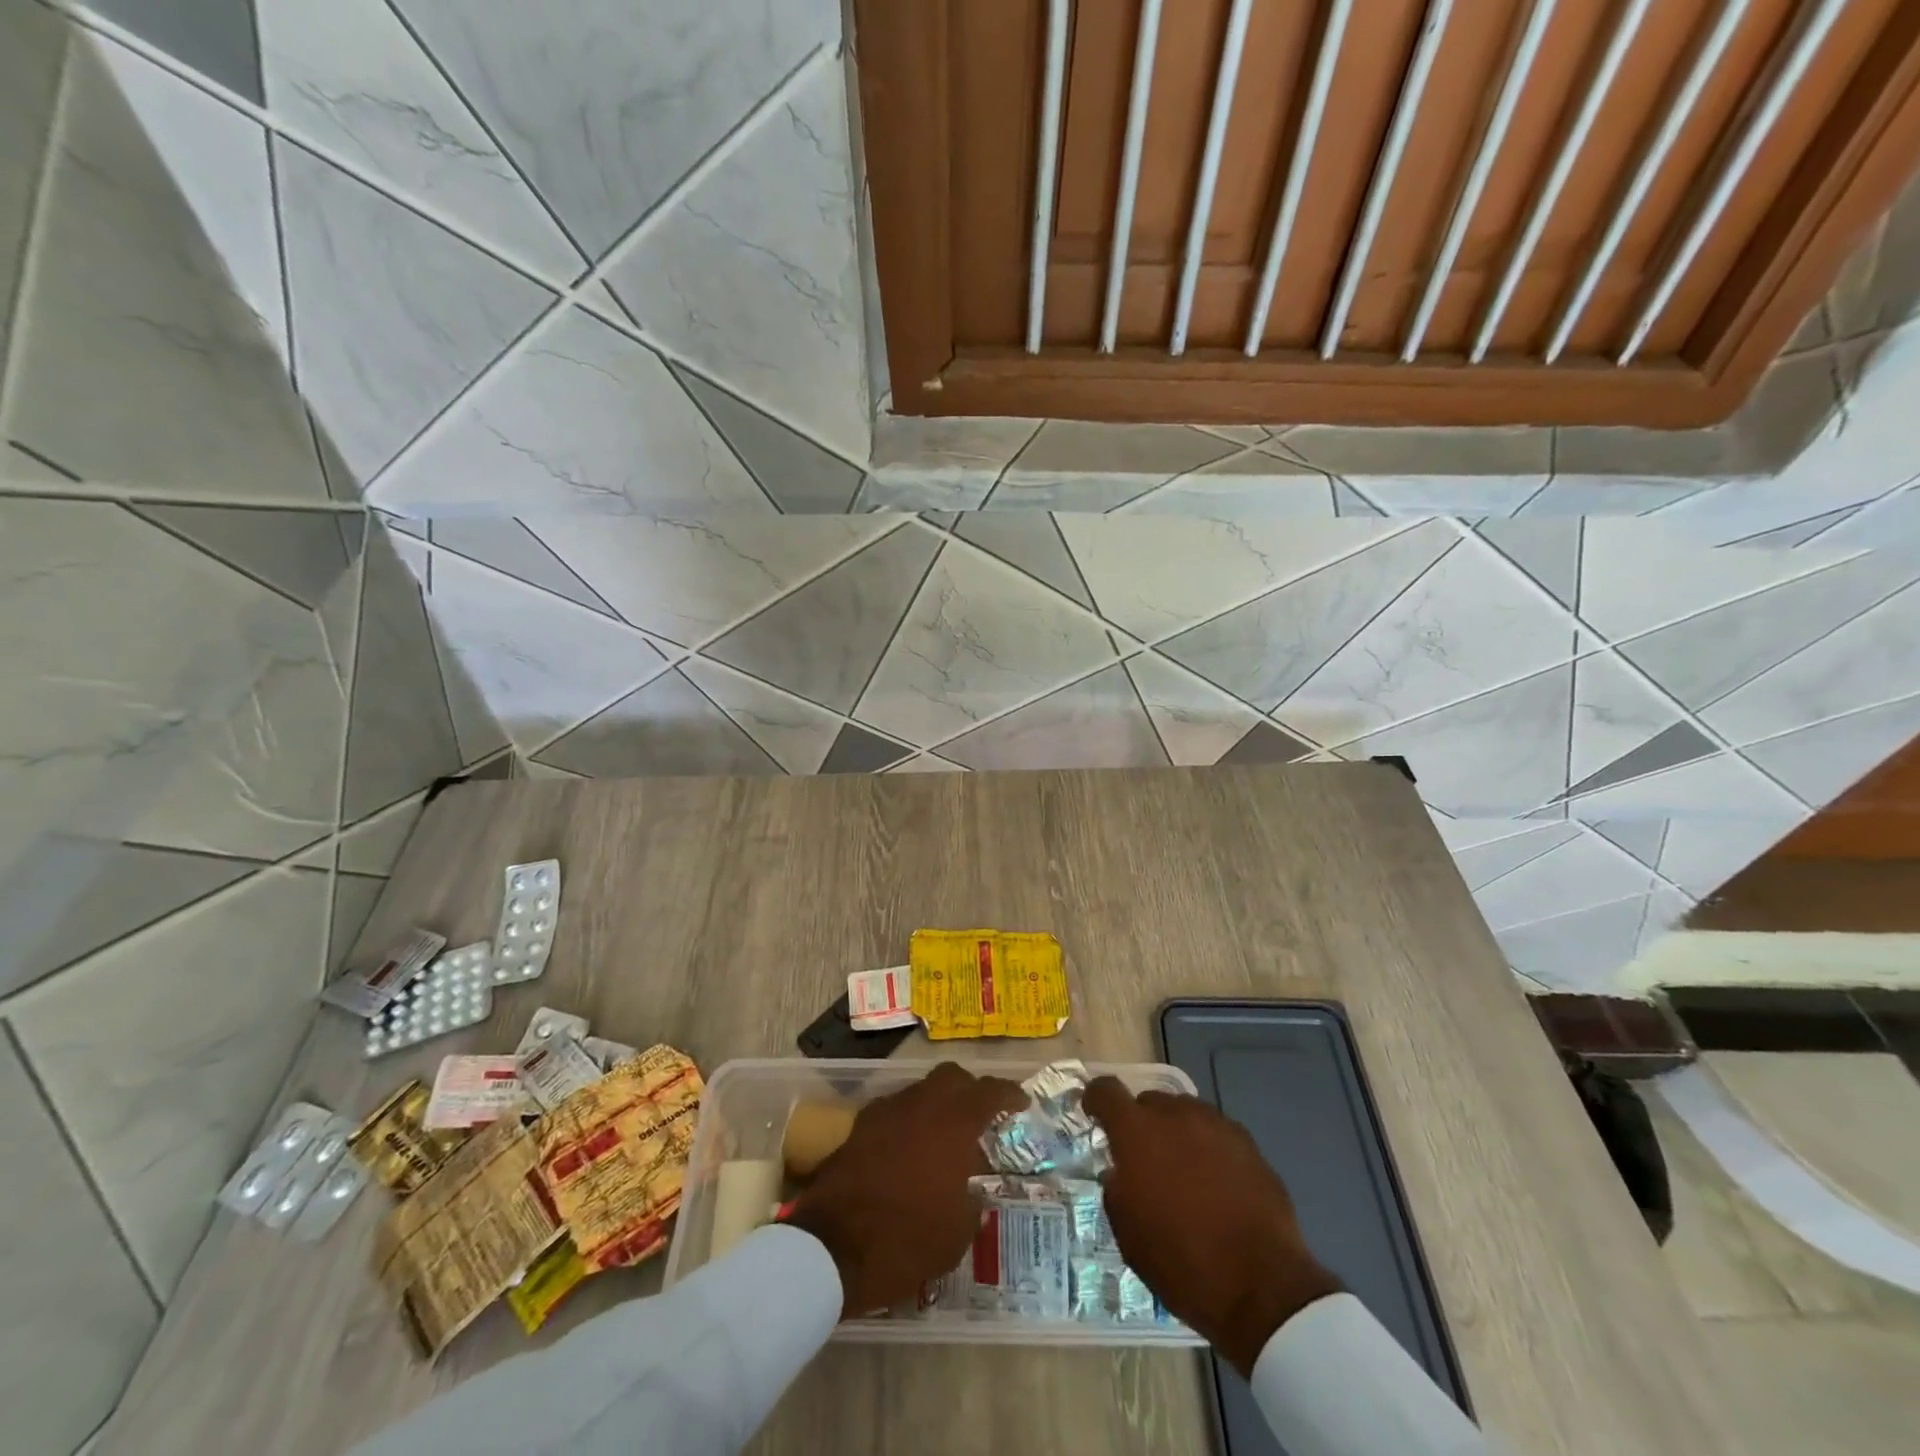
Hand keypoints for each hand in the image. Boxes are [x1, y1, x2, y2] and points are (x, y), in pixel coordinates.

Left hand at [785, 1062, 1024, 1317]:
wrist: (832, 1246)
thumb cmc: (905, 1241)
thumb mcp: (955, 1236)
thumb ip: (971, 1205)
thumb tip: (971, 1194)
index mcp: (953, 1125)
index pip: (988, 1092)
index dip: (1008, 1094)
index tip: (1020, 1102)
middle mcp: (921, 1106)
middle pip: (951, 1077)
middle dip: (969, 1090)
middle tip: (980, 1117)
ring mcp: (887, 1111)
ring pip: (920, 1091)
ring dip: (936, 1106)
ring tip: (943, 1140)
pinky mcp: (860, 1126)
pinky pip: (894, 1111)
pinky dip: (908, 1121)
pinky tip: (909, 1151)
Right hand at [1084, 1077, 1342, 1376]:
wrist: (1262, 1287)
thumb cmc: (1183, 1263)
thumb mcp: (1129, 1235)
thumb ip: (1117, 1190)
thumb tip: (1122, 1173)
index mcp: (1137, 1133)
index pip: (1106, 1091)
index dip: (1096, 1099)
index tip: (1094, 1113)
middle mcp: (1175, 1115)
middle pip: (1149, 1101)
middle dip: (1142, 1124)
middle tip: (1146, 1160)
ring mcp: (1215, 1125)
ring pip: (1185, 1114)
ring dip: (1177, 1133)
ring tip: (1184, 1172)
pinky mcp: (1248, 1144)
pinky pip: (1216, 1133)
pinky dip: (1208, 1149)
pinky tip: (1217, 1184)